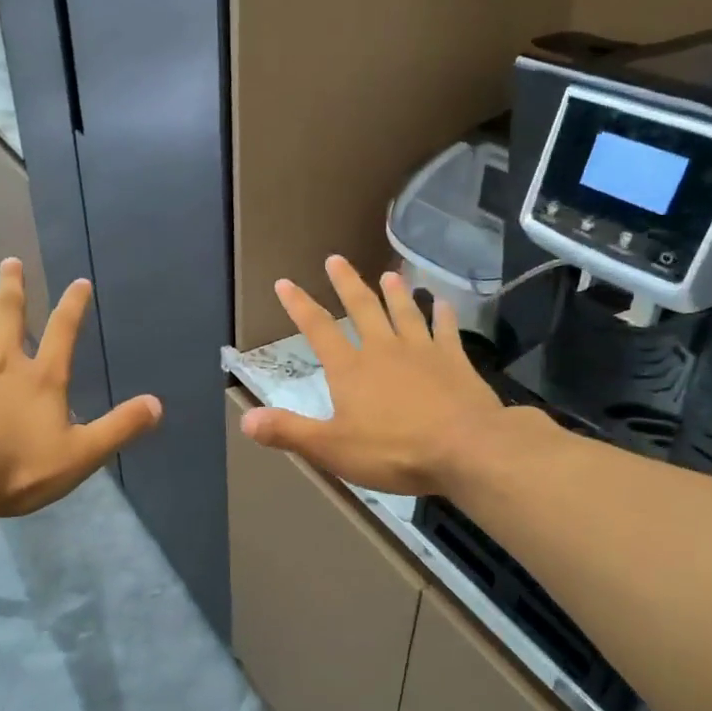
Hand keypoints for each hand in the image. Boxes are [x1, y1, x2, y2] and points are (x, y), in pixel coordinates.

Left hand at [0, 258, 162, 516]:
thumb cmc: (19, 468)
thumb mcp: (81, 454)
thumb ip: (119, 428)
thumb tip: (157, 405)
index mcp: (42, 378)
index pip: (64, 332)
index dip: (74, 306)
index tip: (80, 282)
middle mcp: (2, 362)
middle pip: (9, 316)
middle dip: (13, 288)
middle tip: (11, 260)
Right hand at [240, 256, 525, 495]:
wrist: (466, 449)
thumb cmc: (393, 450)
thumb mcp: (331, 448)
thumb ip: (288, 432)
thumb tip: (245, 419)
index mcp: (350, 369)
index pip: (318, 329)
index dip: (299, 305)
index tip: (285, 283)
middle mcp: (383, 349)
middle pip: (363, 308)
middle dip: (346, 283)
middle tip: (336, 259)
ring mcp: (422, 351)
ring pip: (405, 312)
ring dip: (395, 292)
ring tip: (389, 274)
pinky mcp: (455, 360)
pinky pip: (446, 329)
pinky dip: (442, 314)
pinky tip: (442, 302)